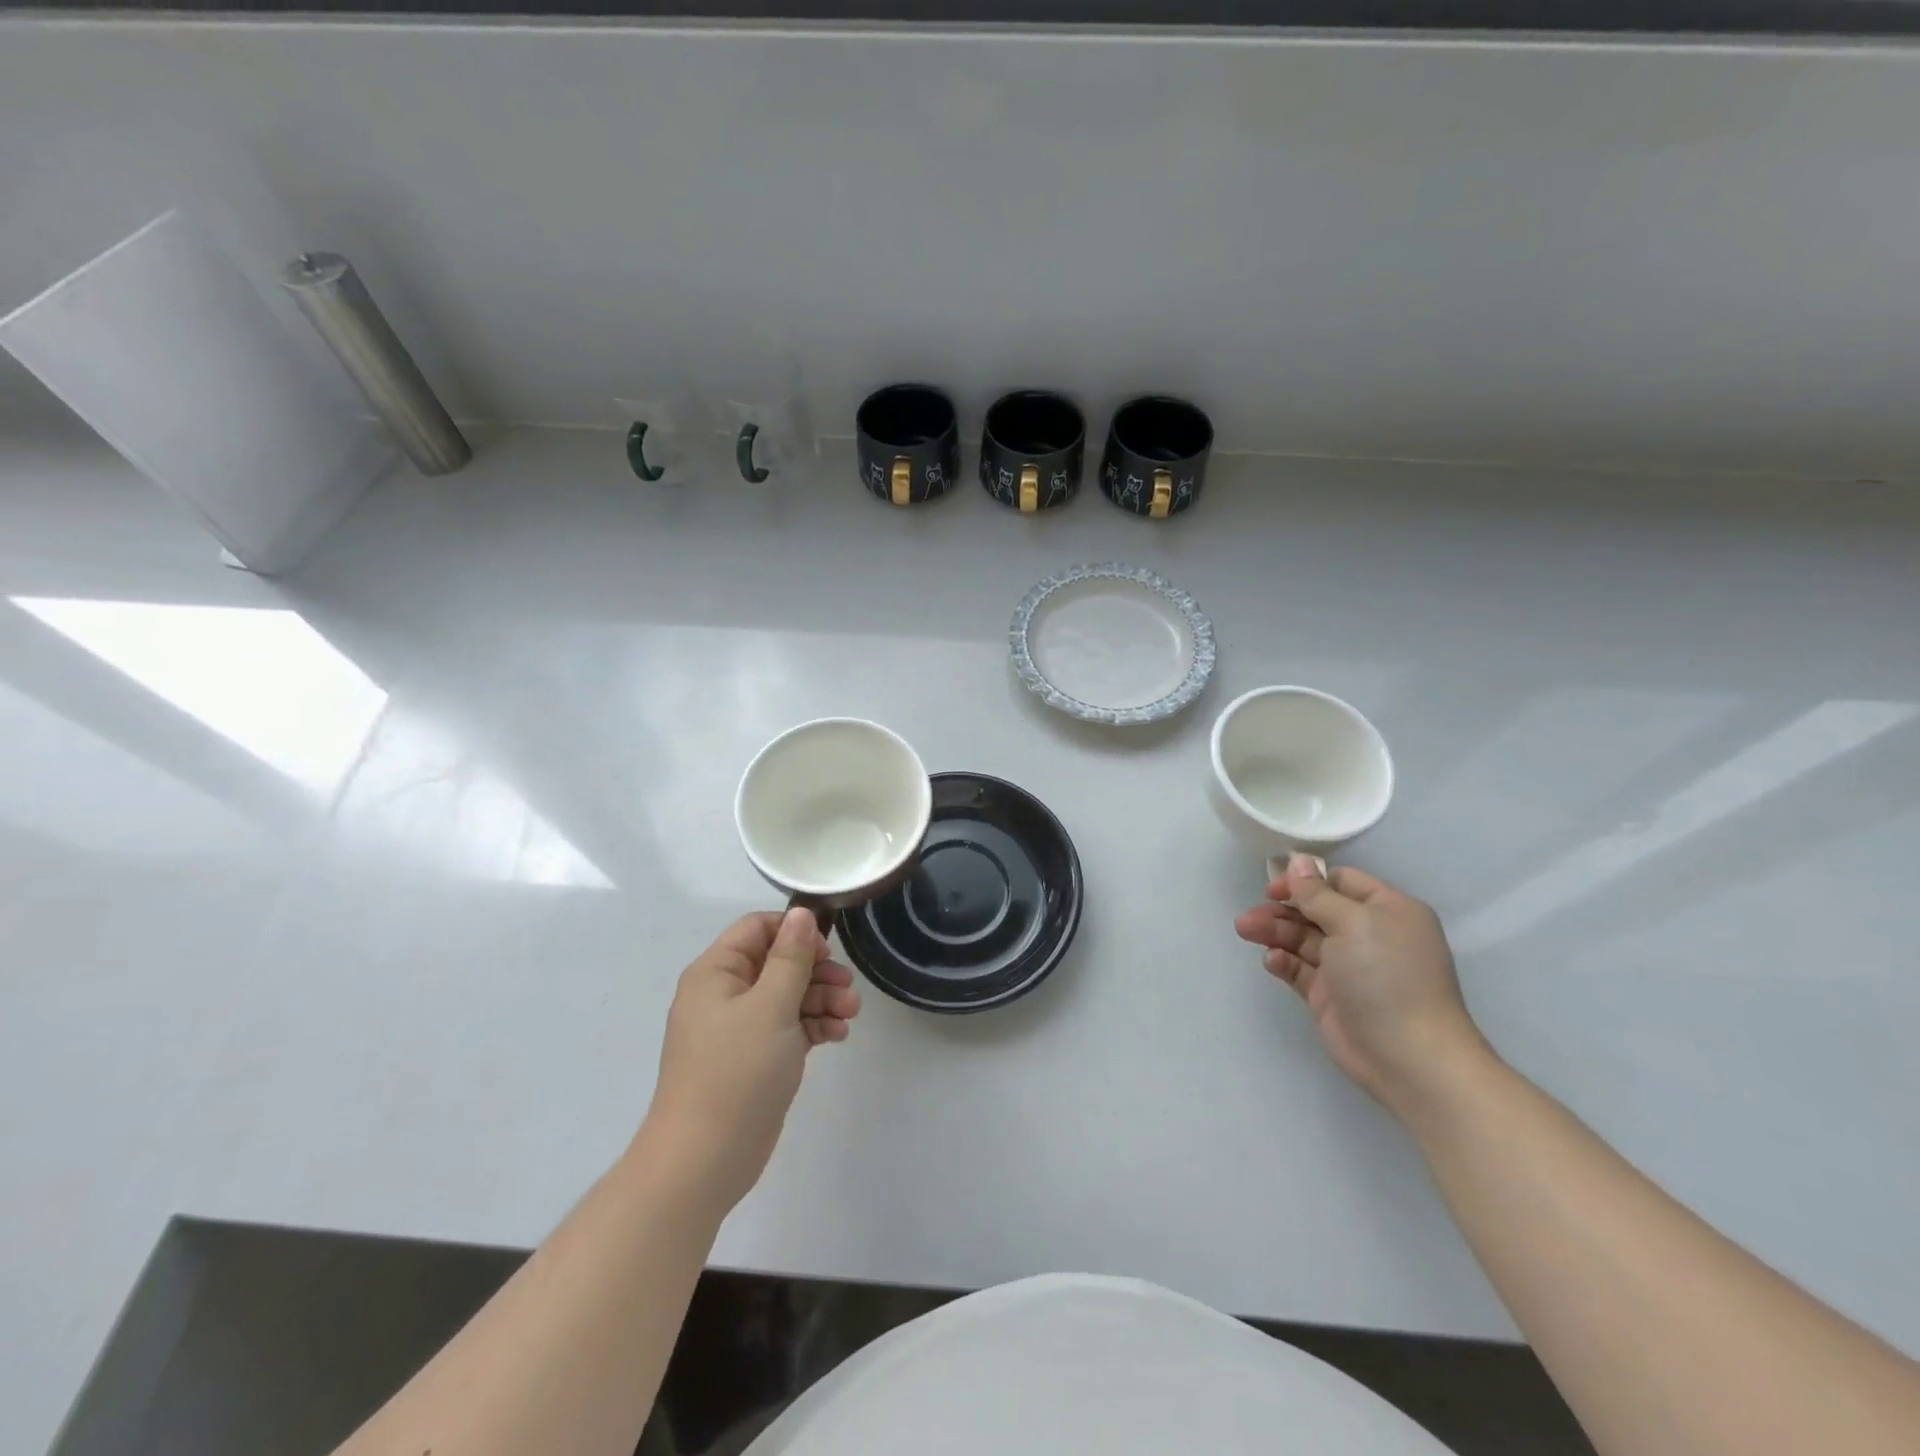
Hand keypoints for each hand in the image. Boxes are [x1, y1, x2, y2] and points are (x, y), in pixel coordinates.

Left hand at [639, 908, 861, 1211]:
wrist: (705, 1160)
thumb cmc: (736, 1072)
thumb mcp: (771, 1006)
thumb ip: (791, 957)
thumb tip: (802, 913)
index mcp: (716, 972)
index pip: (758, 929)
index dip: (794, 932)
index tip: (826, 951)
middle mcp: (724, 994)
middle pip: (778, 962)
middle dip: (817, 972)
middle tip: (848, 987)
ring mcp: (739, 1028)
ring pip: (787, 996)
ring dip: (822, 999)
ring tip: (851, 1014)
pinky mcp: (754, 1058)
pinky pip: (788, 1027)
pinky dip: (813, 1026)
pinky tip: (838, 1035)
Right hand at [1234, 854, 1488, 1115]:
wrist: (1409, 1058)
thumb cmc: (1386, 977)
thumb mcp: (1353, 923)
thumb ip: (1318, 893)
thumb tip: (1297, 861)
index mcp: (1387, 911)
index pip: (1340, 882)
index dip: (1305, 881)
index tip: (1274, 887)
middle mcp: (1369, 935)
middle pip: (1316, 911)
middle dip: (1282, 909)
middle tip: (1250, 915)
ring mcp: (1349, 968)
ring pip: (1303, 939)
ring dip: (1275, 932)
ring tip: (1246, 931)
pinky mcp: (1331, 996)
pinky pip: (1301, 969)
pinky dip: (1284, 961)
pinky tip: (1272, 961)